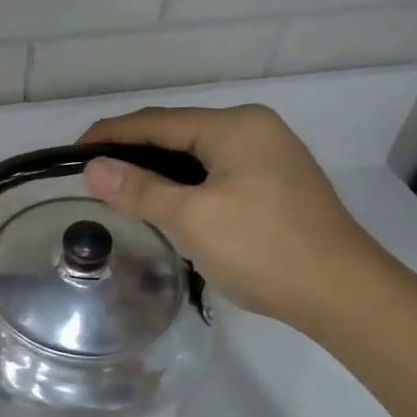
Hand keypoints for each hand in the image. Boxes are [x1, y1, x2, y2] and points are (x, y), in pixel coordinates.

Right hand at [79, 105, 391, 330]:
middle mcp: (254, 130)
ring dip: (156, 169)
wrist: (343, 294)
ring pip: (195, 155)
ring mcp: (269, 156)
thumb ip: (139, 189)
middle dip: (132, 151)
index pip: (157, 121)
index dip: (111, 134)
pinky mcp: (275, 184)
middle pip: (177, 133)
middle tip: (92, 175)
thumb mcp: (192, 218)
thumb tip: (92, 169)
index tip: (73, 153)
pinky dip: (183, 183)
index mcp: (235, 126)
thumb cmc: (263, 248)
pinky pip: (214, 172)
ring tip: (119, 190)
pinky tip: (165, 203)